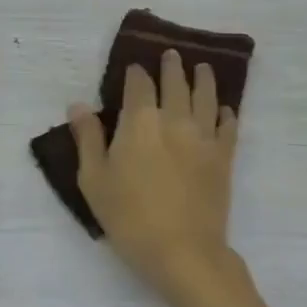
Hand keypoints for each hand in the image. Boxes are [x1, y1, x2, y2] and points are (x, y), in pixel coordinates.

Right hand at [70, 49, 239, 305]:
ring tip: (203, 68)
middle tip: (172, 55)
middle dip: (172, 66)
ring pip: (206, 97)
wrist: (183, 251)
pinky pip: (228, 126)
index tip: (135, 68)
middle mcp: (174, 118)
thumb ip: (87, 138)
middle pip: (176, 82)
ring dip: (203, 79)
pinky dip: (227, 113)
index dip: (136, 73)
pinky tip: (225, 109)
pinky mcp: (223, 157)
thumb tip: (78, 105)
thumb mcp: (94, 179)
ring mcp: (203, 137)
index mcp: (140, 121)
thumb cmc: (129, 216)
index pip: (139, 83)